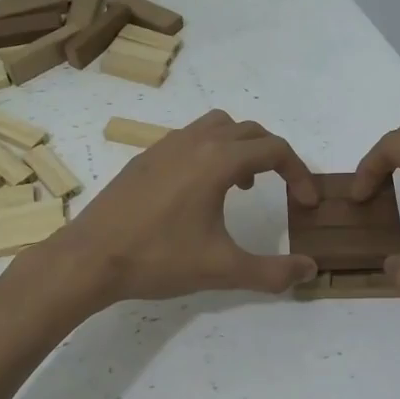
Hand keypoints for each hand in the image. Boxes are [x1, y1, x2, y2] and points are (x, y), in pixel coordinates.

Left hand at [48, 111, 320, 305]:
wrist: (89, 258)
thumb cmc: (158, 259)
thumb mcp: (222, 269)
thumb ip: (272, 271)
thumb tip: (310, 270)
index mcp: (218, 160)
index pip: (275, 150)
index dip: (299, 173)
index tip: (307, 203)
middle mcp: (194, 142)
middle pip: (250, 131)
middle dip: (274, 155)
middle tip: (284, 188)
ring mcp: (166, 145)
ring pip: (217, 126)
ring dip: (241, 147)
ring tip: (243, 185)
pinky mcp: (145, 157)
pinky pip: (190, 137)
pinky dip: (211, 151)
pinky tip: (201, 191)